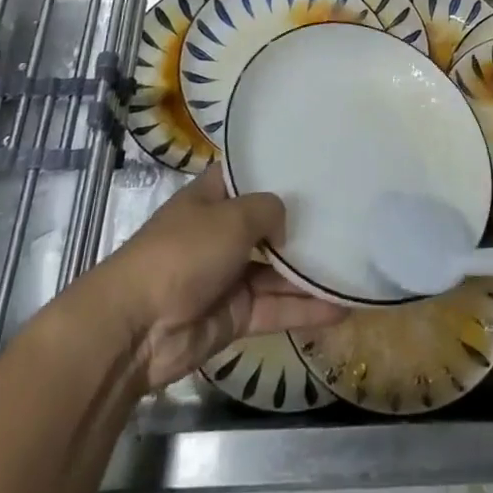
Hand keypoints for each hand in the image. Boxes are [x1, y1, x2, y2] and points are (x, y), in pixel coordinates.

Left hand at [77, 171, 346, 388]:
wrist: (137, 328)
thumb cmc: (182, 253)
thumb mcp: (231, 217)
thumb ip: (268, 211)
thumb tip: (285, 227)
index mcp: (211, 198)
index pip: (249, 176)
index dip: (278, 170)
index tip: (317, 164)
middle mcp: (221, 233)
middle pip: (269, 224)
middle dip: (302, 222)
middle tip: (350, 213)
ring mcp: (228, 276)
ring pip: (278, 270)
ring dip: (310, 271)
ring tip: (355, 262)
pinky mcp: (235, 315)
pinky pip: (276, 307)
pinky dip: (305, 309)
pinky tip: (342, 306)